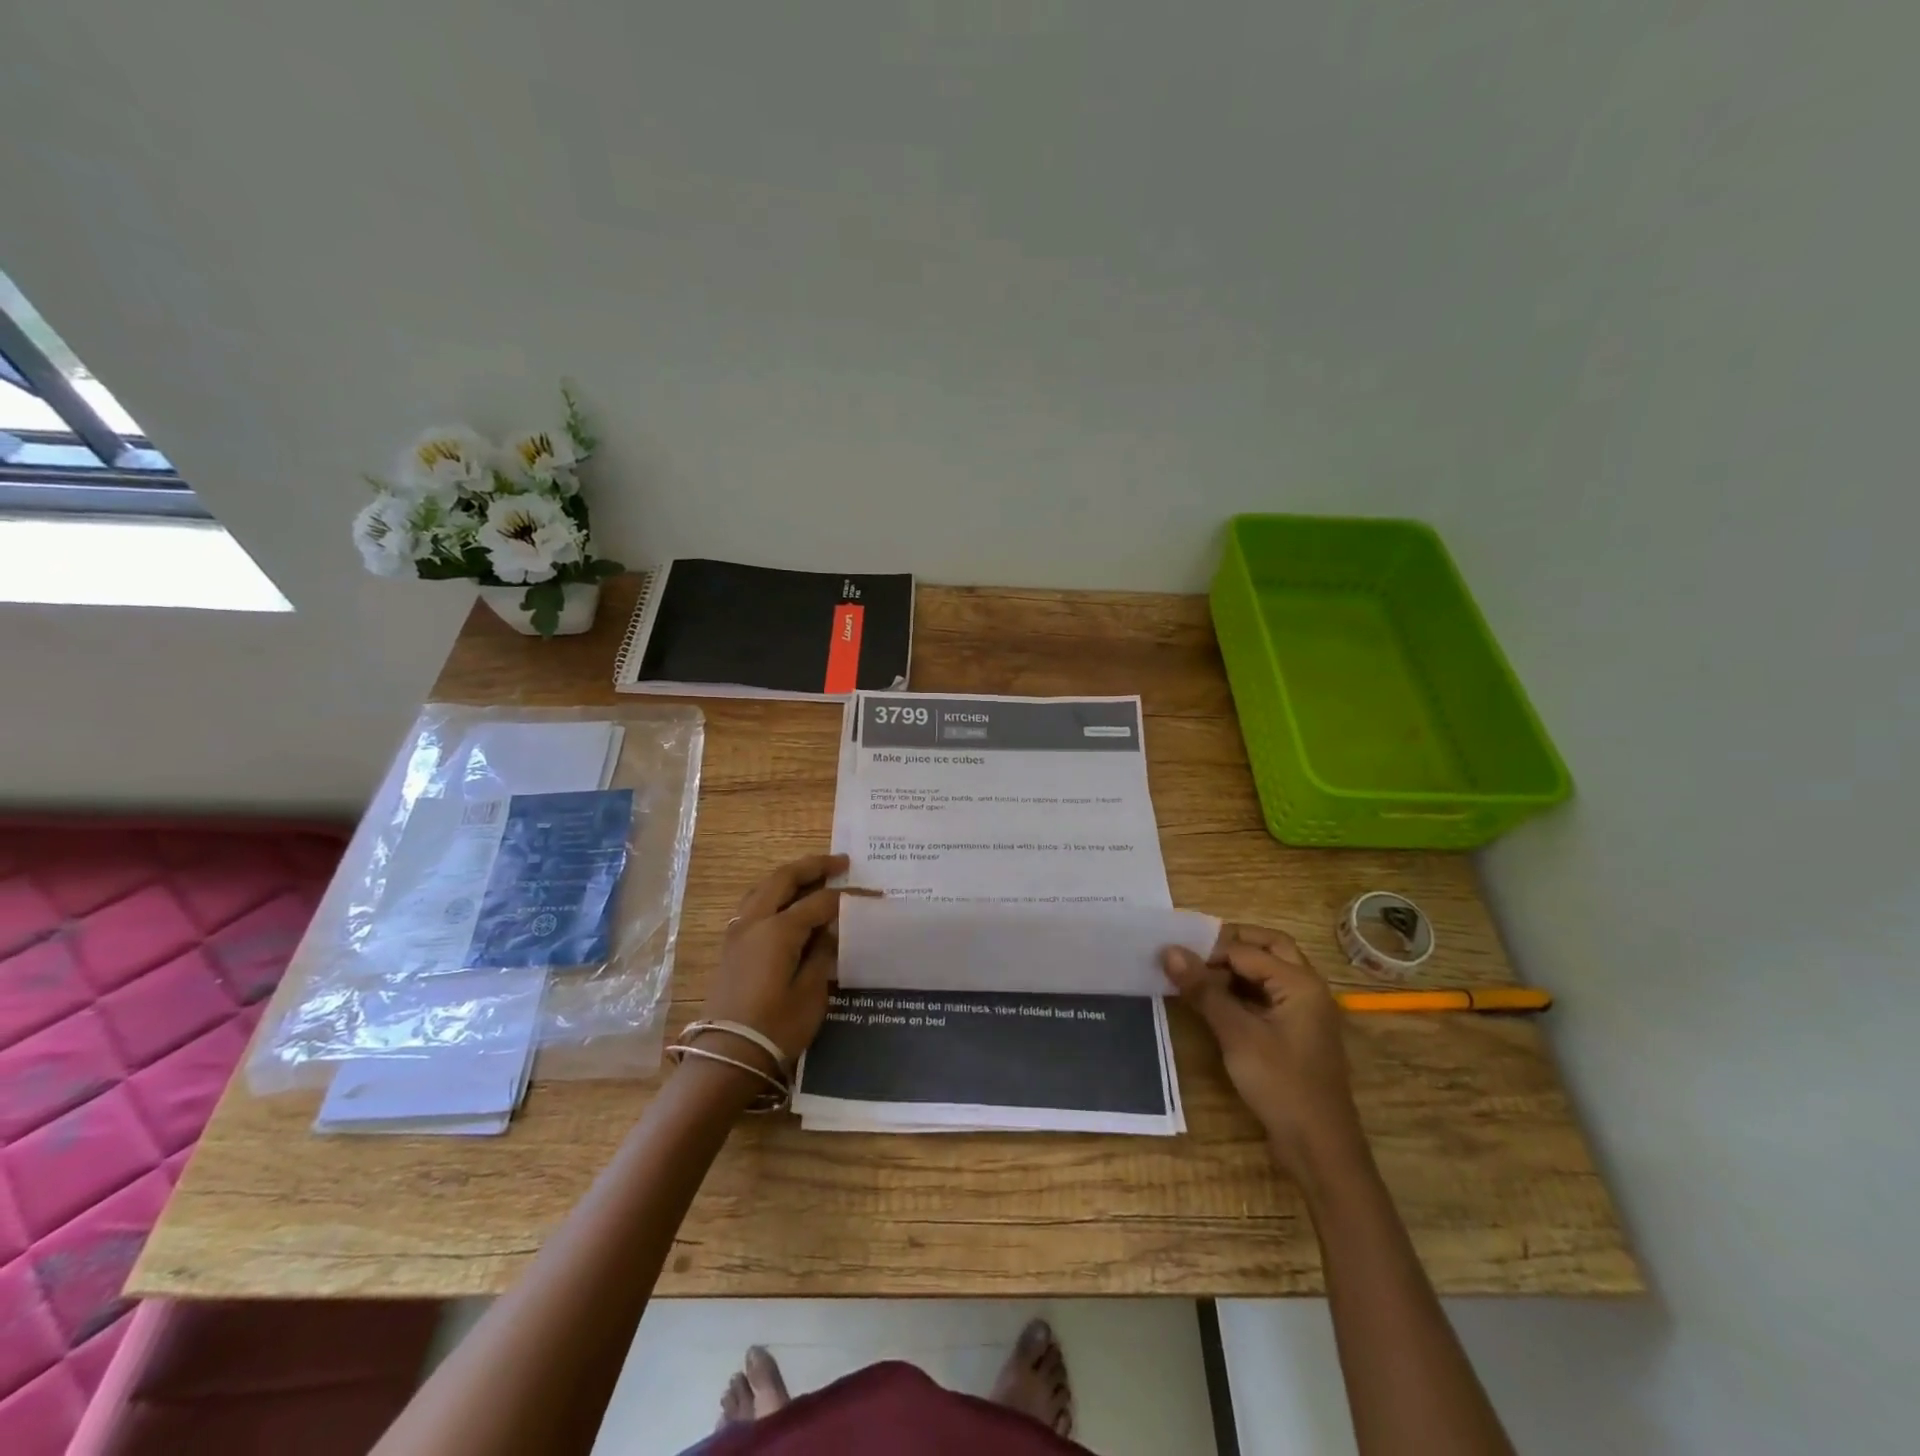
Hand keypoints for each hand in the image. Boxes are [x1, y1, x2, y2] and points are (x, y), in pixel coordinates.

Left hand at [698, 854, 847, 1075]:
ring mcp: (738, 933)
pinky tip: (788, 904)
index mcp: (778, 929)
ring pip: (764, 888)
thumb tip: (829, 931)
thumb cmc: (775, 1028)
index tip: (875, 893)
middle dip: (813, 866)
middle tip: (841, 863)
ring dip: (790, 876)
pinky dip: (774, 894)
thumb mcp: (812, 993)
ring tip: (814, 876)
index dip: (850, 896)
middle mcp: (755, 921)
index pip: (821, 901)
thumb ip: (822, 954)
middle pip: (784, 878)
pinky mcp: (731, 948)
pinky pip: (754, 905)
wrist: (725, 1059)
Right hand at [1162, 924, 1365, 1183]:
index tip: (1171, 955)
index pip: (1246, 950)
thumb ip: (1204, 990)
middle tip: (1192, 951)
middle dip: (1230, 943)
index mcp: (1300, 982)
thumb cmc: (1281, 1084)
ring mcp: (1304, 1010)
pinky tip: (1214, 1001)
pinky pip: (1268, 994)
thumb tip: (1168, 950)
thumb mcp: (1237, 1034)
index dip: (1208, 950)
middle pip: (1268, 947)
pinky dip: (1242, 989)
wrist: (1320, 1148)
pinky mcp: (1296, 1031)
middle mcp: (1307, 988)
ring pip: (1269, 970)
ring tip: (1196, 974)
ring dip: (1235, 966)